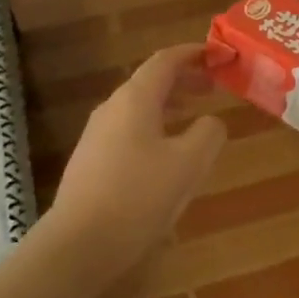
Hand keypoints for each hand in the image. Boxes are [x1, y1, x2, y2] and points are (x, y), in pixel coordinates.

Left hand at [45, 44, 225, 277]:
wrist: (80, 243)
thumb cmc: (139, 195)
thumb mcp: (189, 163)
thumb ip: (209, 133)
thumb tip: (211, 122)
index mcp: (135, 100)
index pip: (165, 61)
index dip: (193, 53)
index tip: (218, 54)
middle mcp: (112, 109)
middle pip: (150, 82)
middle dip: (184, 80)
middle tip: (213, 87)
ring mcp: (97, 136)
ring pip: (139, 108)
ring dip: (170, 105)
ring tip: (195, 117)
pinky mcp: (92, 162)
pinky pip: (129, 131)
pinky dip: (155, 128)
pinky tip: (168, 154)